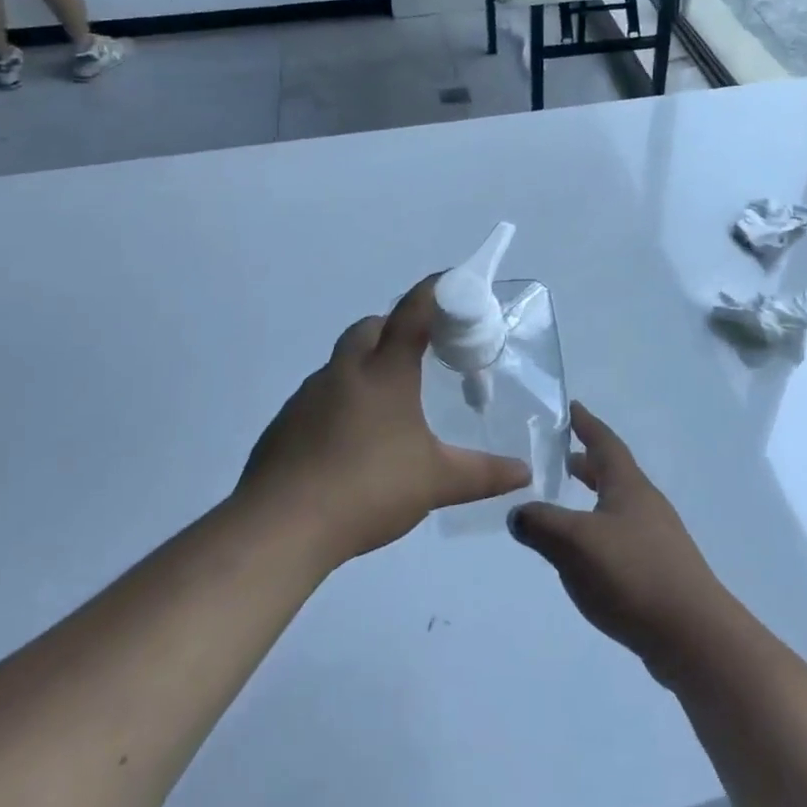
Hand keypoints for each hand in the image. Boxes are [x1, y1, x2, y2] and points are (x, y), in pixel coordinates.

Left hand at [238, 277, 531, 565]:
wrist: (280, 526)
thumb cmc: (368, 489)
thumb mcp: (435, 482)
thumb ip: (482, 473)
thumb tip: (525, 472)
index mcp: (385, 373)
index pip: (412, 313)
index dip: (433, 290)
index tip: (452, 280)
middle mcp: (345, 372)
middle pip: (370, 327)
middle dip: (395, 326)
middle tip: (420, 351)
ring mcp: (308, 396)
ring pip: (341, 361)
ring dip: (365, 365)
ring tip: (388, 402)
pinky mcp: (284, 424)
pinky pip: (318, 396)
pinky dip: (339, 400)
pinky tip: (350, 440)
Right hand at [509, 404, 737, 683]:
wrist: (692, 634)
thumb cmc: (632, 574)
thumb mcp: (575, 543)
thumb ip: (541, 524)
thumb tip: (517, 512)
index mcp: (628, 485)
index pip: (604, 442)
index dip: (586, 423)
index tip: (571, 406)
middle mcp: (645, 503)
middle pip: (614, 471)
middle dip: (587, 461)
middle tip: (561, 455)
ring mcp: (657, 537)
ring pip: (618, 504)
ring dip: (594, 497)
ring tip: (567, 504)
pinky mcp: (659, 569)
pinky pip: (623, 535)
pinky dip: (601, 530)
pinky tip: (588, 554)